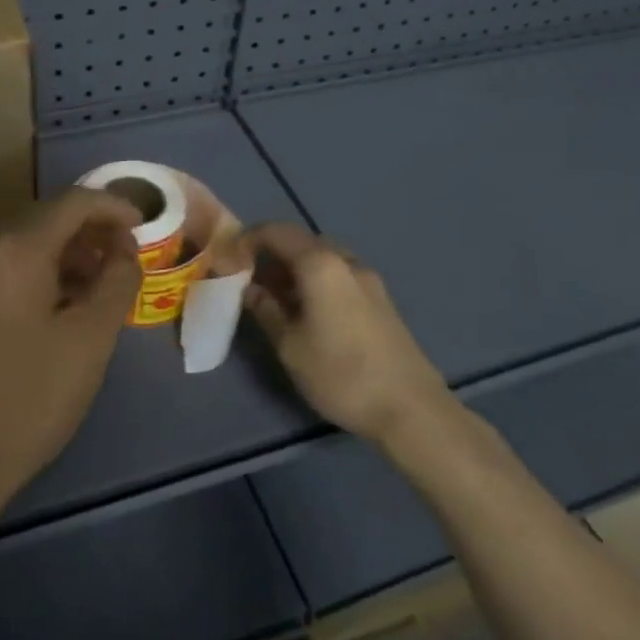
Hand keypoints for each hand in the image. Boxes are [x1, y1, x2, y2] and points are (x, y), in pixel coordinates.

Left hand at [0, 188, 141, 525]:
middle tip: (129, 260)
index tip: (145, 228)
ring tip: (106, 287)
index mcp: (17, 249)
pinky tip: (69, 307)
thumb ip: (117, 281)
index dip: (114, 207)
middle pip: (50, 219)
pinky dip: (48, 275)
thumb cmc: (31, 396)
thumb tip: (124, 251)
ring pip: (31, 246)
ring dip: (73, 256)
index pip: (74, 202)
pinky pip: (14, 270)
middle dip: (94, 232)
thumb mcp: (91, 337)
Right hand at [243, 221, 453, 447]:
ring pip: (321, 258)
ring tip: (273, 297)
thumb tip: (248, 289)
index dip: (247, 240)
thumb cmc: (341, 374)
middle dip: (270, 254)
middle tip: (247, 280)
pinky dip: (315, 280)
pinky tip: (306, 311)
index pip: (275, 231)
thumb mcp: (290, 346)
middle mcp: (345, 260)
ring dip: (293, 268)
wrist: (411, 408)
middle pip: (300, 241)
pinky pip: (338, 274)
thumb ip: (265, 310)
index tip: (228, 260)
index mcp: (320, 263)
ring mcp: (367, 278)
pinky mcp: (380, 298)